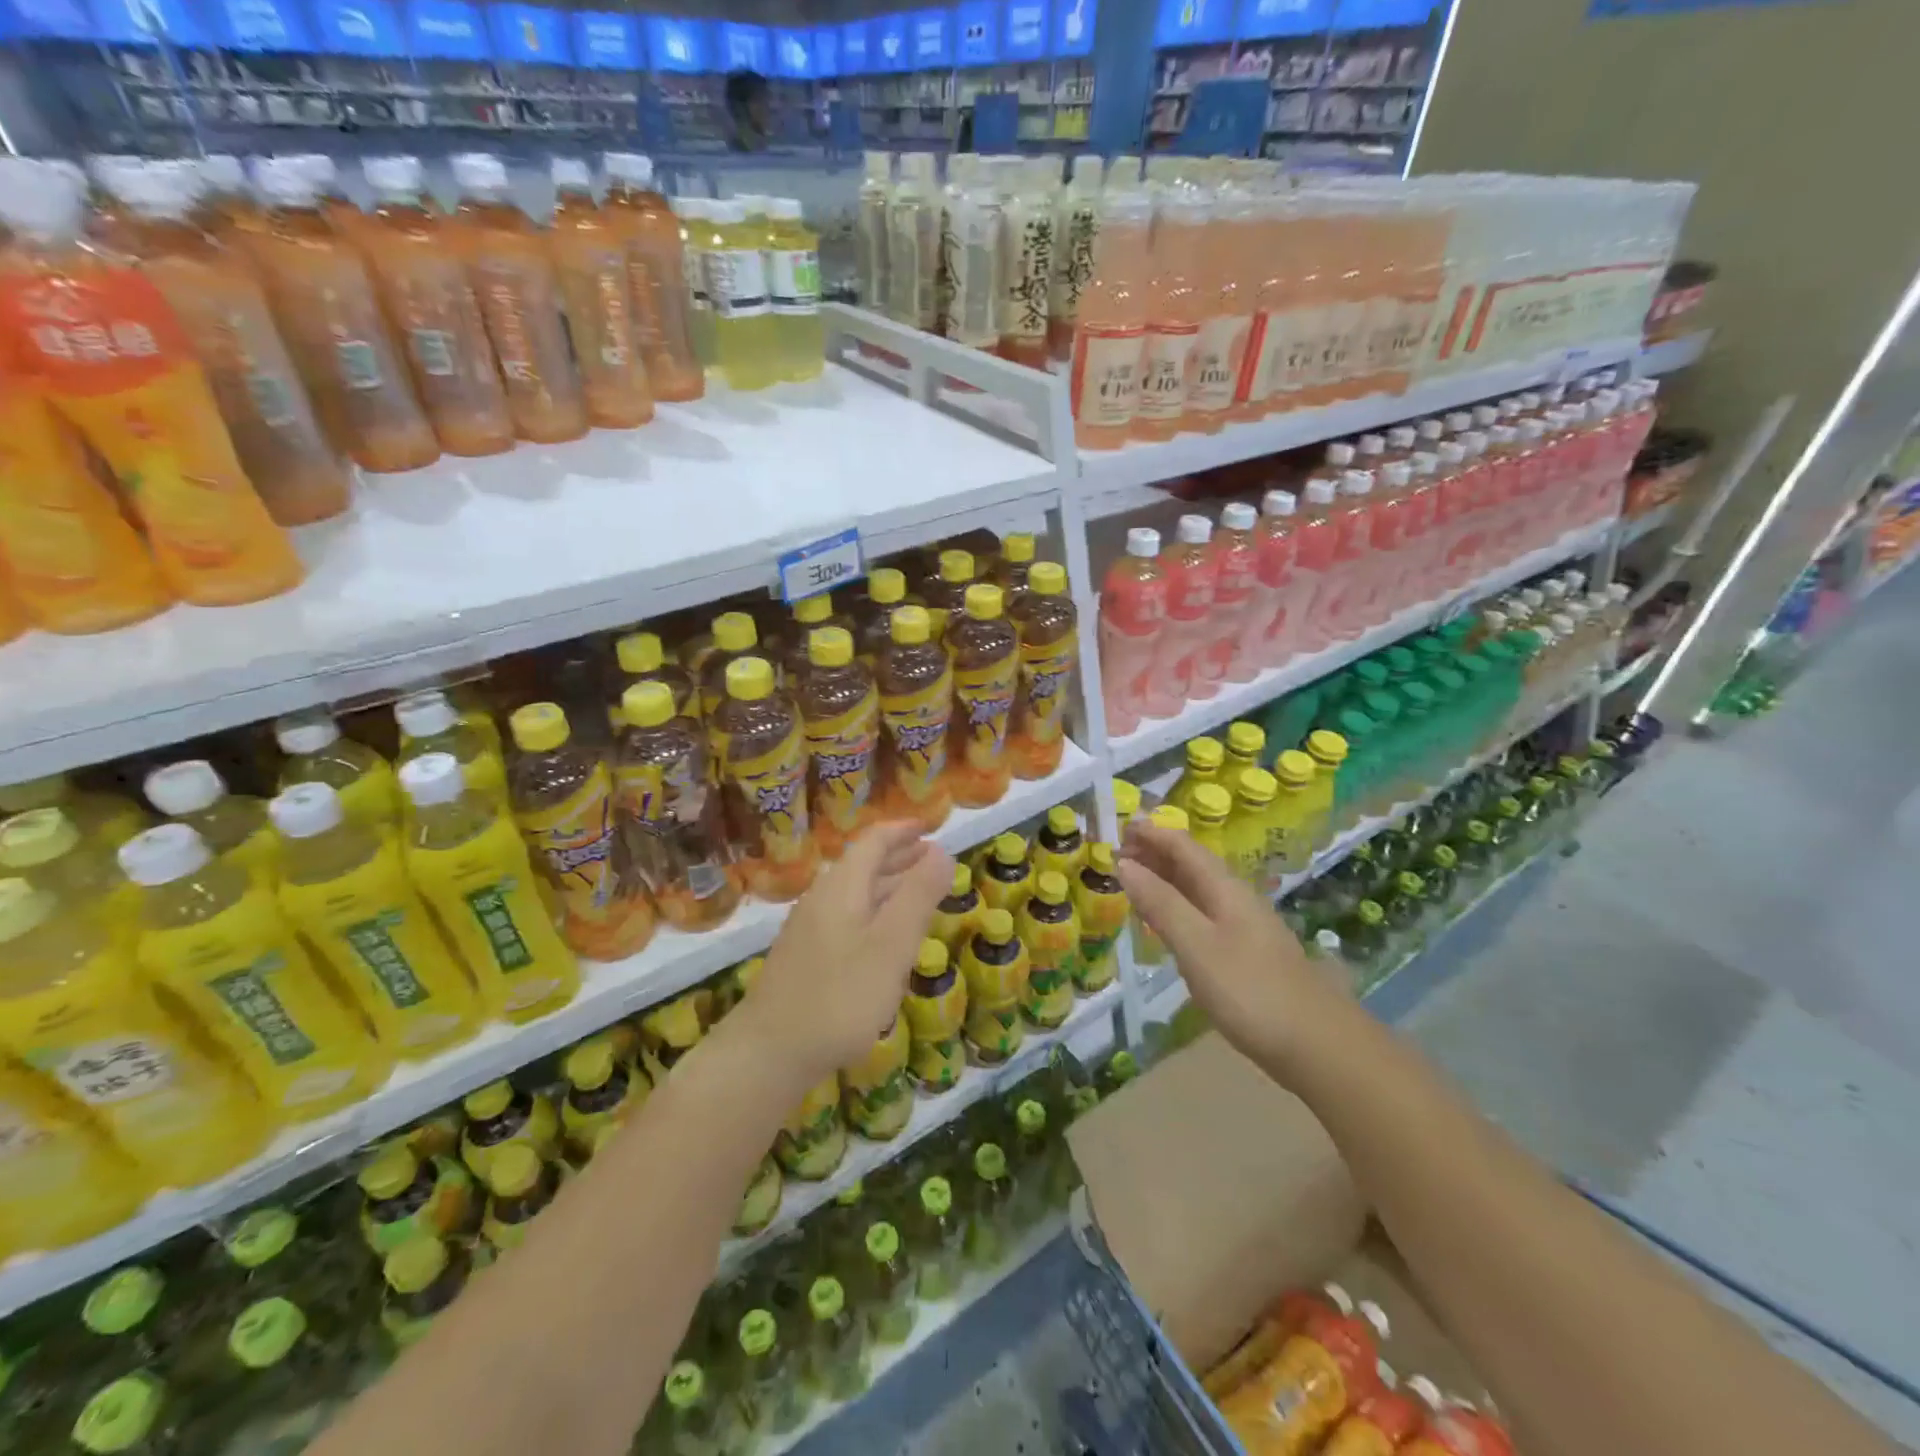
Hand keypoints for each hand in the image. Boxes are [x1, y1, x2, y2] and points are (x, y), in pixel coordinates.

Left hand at [740, 823, 953, 1088]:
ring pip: (855, 894)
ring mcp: (809, 929)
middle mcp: (822, 898)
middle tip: (934, 858)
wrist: (769, 1053)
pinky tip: (885, 937)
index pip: (874, 841)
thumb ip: (918, 896)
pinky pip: (848, 918)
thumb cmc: (840, 996)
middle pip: (863, 865)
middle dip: (900, 857)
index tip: (930, 827)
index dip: (903, 831)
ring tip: (919, 891)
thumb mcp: (891, 945)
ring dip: (889, 886)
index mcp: (842, 886)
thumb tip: (942, 851)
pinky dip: (875, 912)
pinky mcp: (806, 957)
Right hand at [1116, 822, 1343, 1070]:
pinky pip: (1202, 913)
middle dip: (1155, 852)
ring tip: (1132, 880)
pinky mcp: (1246, 953)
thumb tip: (1124, 864)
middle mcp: (1235, 899)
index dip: (1152, 833)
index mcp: (1224, 889)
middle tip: (1116, 853)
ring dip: (1164, 878)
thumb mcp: (1196, 945)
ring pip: (1197, 889)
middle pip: (1191, 863)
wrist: (1319, 1046)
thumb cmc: (1251, 991)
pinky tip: (1166, 923)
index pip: (1183, 846)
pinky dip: (1176, 906)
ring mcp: (1244, 926)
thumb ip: (1160, 904)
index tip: (1118, 827)